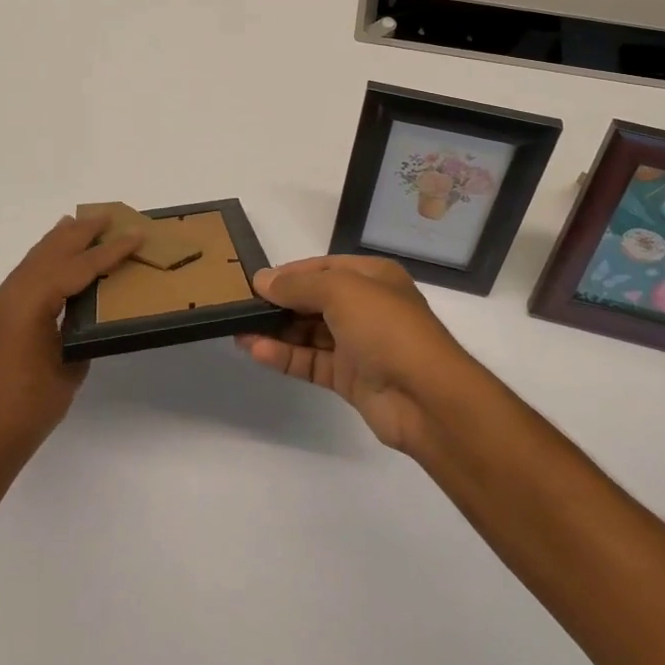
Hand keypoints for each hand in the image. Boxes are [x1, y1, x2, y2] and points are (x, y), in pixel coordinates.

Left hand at [0, 215, 140, 472]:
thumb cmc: (30, 409)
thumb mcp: (69, 366)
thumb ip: (79, 331)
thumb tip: (85, 314)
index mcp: (29, 303)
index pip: (77, 267)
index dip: (109, 251)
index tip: (135, 235)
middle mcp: (8, 296)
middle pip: (49, 253)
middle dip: (79, 233)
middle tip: (107, 216)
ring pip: (32, 262)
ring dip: (57, 243)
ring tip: (77, 224)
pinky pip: (21, 279)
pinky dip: (42, 263)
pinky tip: (52, 264)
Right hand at [236, 255, 476, 451]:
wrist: (426, 397)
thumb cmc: (386, 328)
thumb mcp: (341, 290)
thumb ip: (299, 284)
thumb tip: (262, 279)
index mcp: (372, 277)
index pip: (323, 267)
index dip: (290, 273)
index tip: (254, 281)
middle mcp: (366, 306)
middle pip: (314, 299)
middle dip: (279, 302)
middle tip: (240, 306)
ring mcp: (358, 344)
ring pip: (309, 332)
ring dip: (276, 330)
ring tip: (238, 329)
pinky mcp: (350, 378)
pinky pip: (311, 361)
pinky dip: (284, 356)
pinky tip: (255, 351)